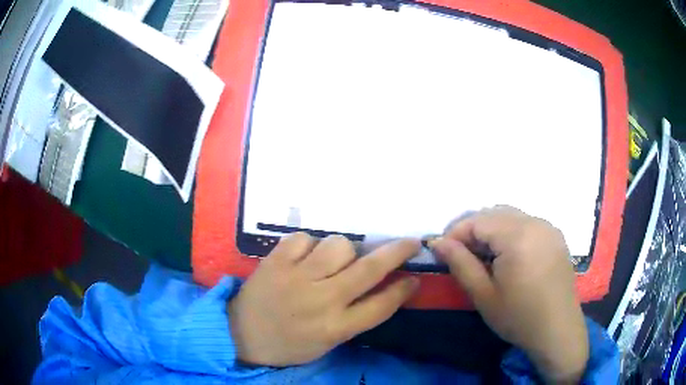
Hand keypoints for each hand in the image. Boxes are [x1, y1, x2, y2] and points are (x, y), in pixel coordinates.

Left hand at [228, 233, 419, 366]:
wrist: (241, 334)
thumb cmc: (289, 344)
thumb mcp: (328, 342)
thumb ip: (355, 317)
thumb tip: (384, 288)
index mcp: (335, 328)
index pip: (381, 306)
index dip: (403, 290)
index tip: (415, 277)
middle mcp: (321, 301)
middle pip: (369, 269)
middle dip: (397, 252)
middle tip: (411, 242)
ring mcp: (296, 278)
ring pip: (339, 245)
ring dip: (345, 250)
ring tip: (334, 260)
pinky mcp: (275, 261)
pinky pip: (305, 238)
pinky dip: (309, 245)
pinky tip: (304, 258)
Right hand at [432, 206, 588, 382]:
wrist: (557, 330)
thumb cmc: (519, 317)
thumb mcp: (484, 295)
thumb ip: (460, 264)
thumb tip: (437, 242)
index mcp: (518, 236)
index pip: (478, 220)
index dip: (456, 233)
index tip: (442, 252)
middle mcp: (535, 222)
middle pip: (494, 213)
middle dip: (473, 229)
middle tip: (460, 254)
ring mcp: (548, 227)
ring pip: (511, 216)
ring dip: (492, 230)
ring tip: (483, 256)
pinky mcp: (556, 236)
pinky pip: (527, 223)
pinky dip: (510, 232)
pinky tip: (508, 255)